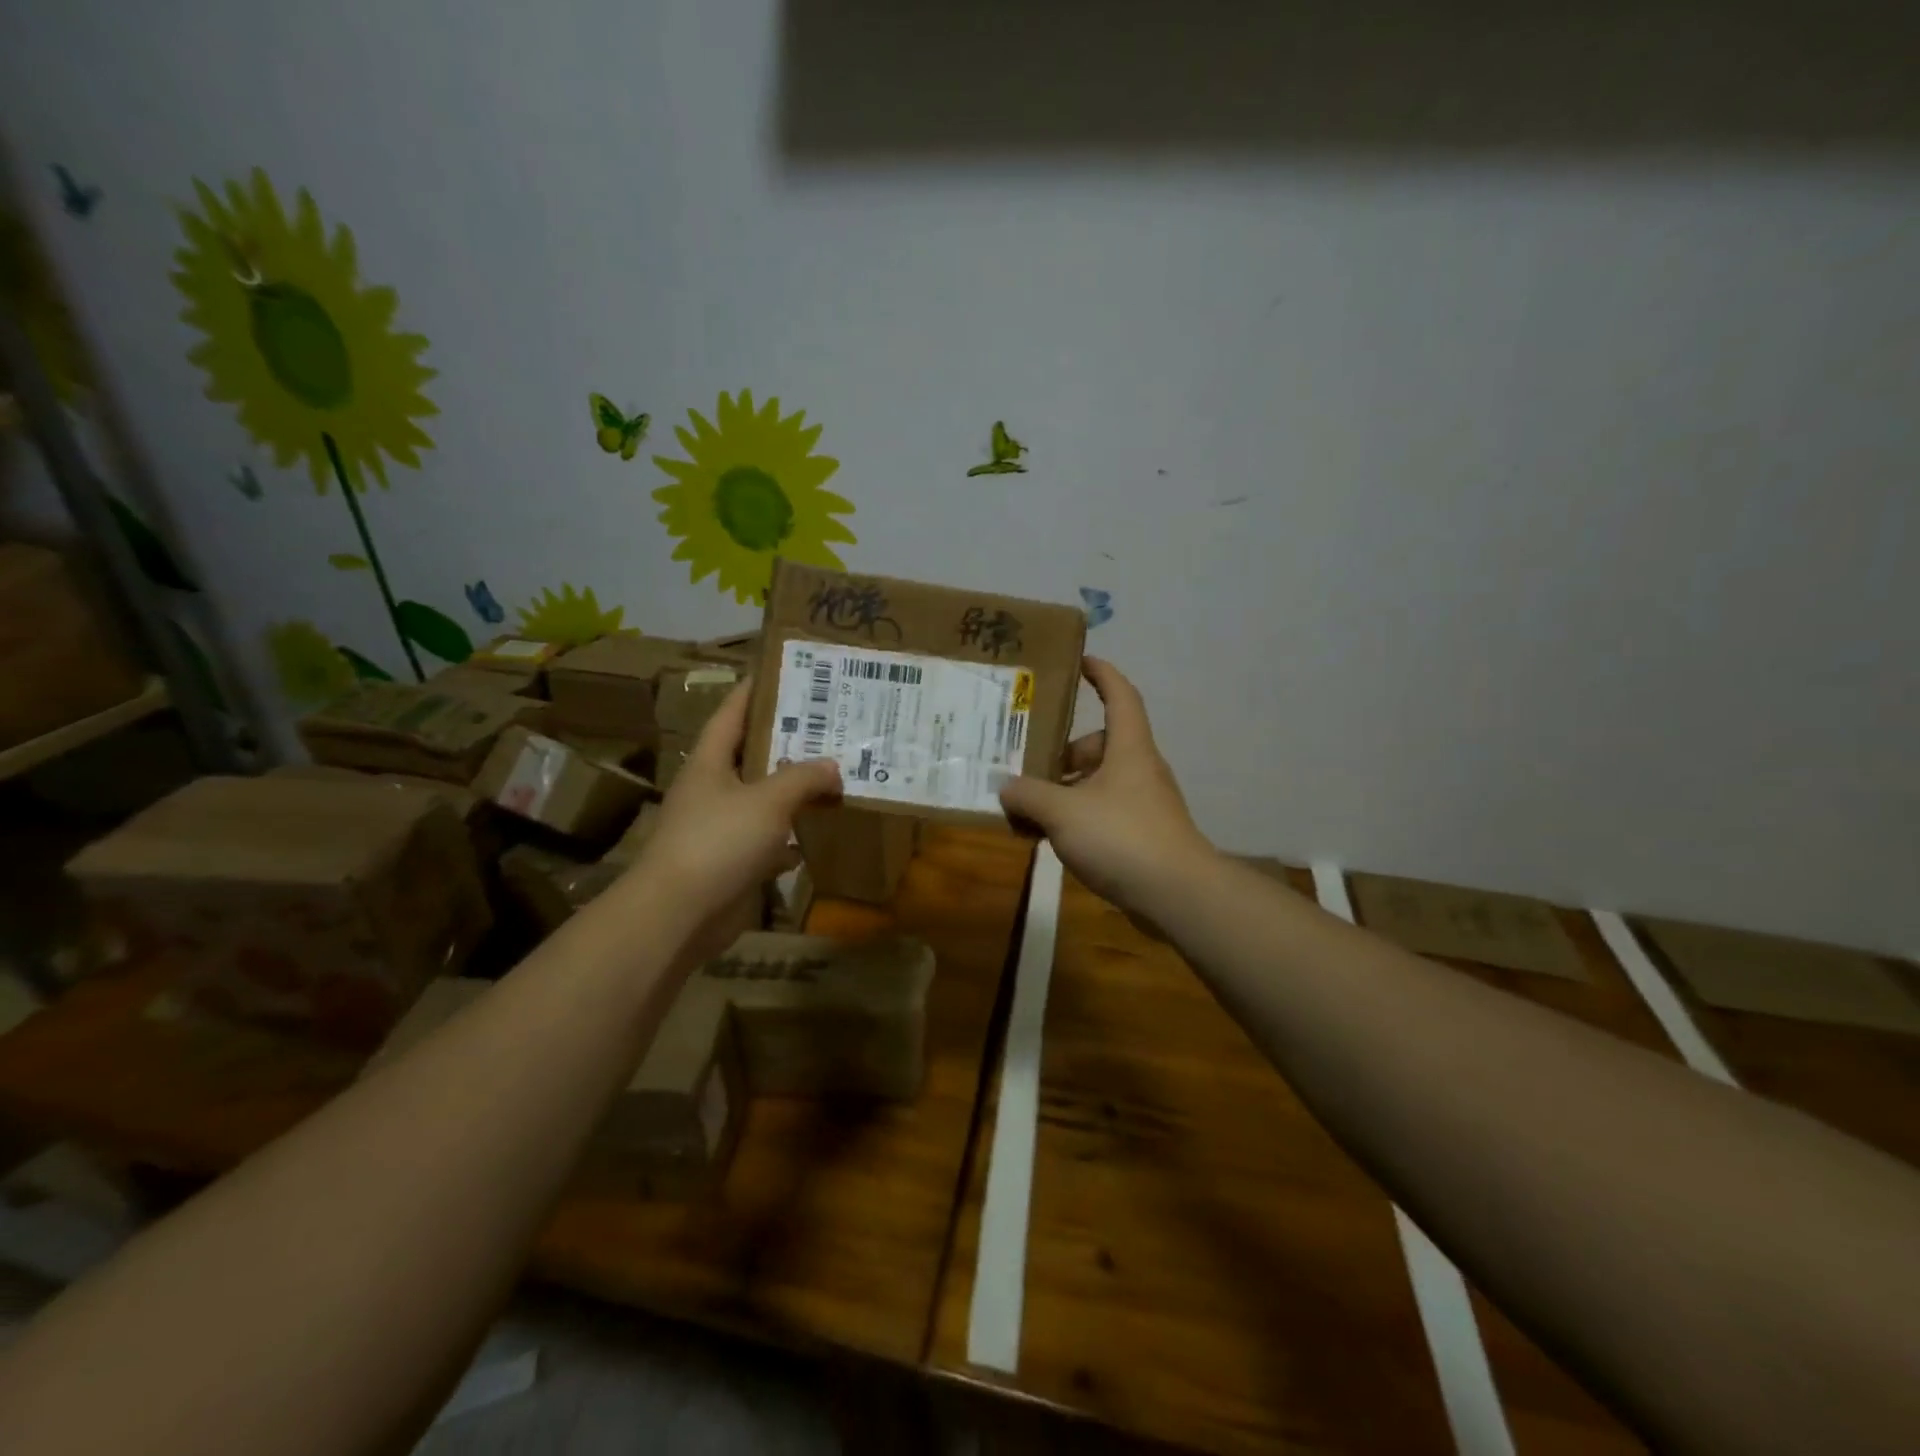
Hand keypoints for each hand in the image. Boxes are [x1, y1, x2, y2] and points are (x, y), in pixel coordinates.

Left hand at [628, 680, 842, 964]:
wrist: (680, 914)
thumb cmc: (718, 841)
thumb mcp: (768, 800)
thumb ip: (804, 777)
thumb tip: (833, 766)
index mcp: (710, 762)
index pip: (732, 713)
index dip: (755, 690)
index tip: (784, 672)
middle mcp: (713, 789)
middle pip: (753, 755)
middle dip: (788, 742)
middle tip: (830, 725)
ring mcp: (721, 827)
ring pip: (765, 800)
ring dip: (795, 791)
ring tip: (835, 773)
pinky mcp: (732, 862)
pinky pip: (769, 840)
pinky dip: (792, 838)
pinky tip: (820, 832)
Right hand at [999, 658, 1215, 908]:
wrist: (1177, 895)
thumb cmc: (1122, 837)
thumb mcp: (1063, 812)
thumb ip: (1028, 795)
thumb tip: (1004, 787)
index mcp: (1128, 747)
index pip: (1120, 695)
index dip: (1101, 673)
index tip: (1079, 661)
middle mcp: (1139, 768)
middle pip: (1100, 744)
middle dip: (1063, 750)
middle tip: (1026, 760)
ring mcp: (1143, 803)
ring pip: (1098, 782)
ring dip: (1065, 789)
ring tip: (1027, 805)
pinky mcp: (1142, 835)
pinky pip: (1102, 813)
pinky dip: (1076, 817)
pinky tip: (1048, 838)